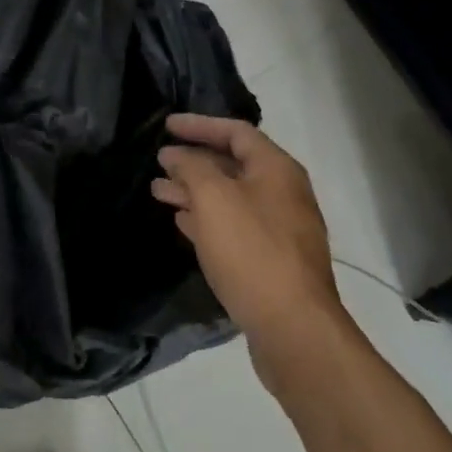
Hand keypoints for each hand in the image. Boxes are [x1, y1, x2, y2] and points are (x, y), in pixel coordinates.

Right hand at [152, 114, 350, 395]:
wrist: (292, 326)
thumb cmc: (252, 252)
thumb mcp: (215, 200)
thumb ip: (192, 169)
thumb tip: (176, 154)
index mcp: (277, 169)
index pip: (236, 131)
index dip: (199, 125)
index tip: (166, 125)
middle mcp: (283, 193)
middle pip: (233, 164)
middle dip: (193, 161)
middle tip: (158, 162)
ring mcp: (280, 228)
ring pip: (230, 198)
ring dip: (194, 191)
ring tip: (158, 192)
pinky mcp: (271, 259)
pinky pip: (234, 226)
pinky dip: (207, 219)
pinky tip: (183, 223)